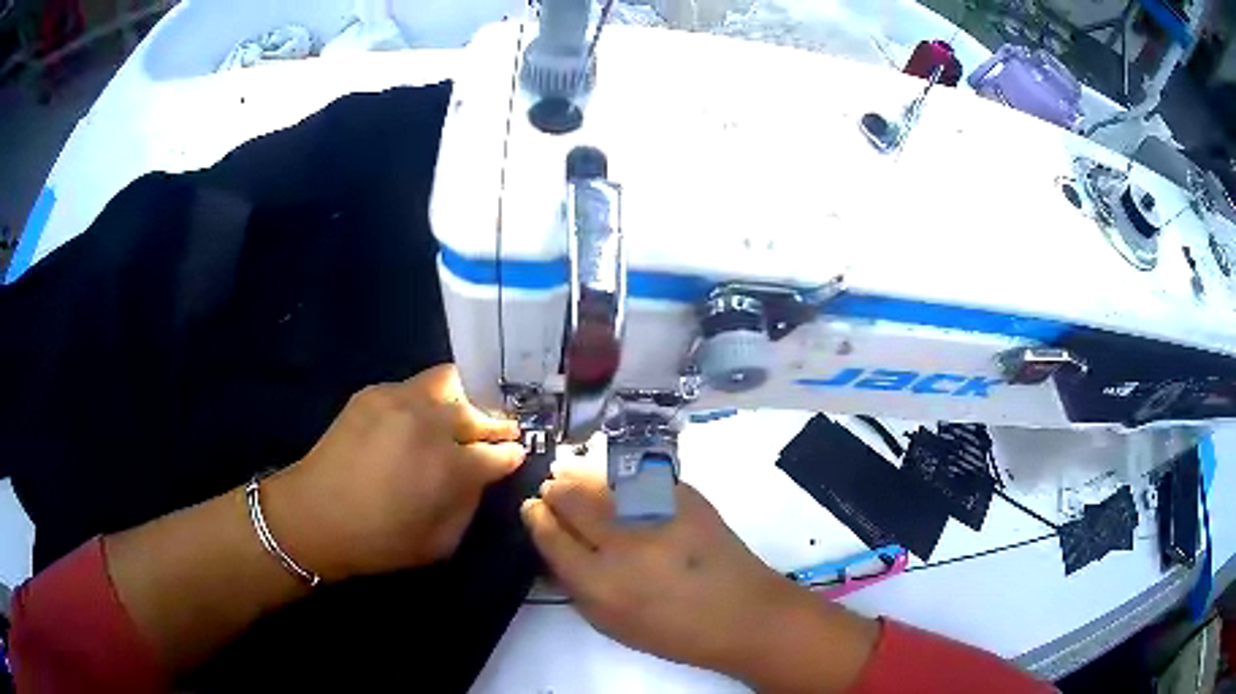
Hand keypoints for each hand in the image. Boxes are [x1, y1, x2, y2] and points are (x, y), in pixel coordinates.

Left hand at [266, 365, 524, 581]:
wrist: (315, 516)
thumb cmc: (380, 541)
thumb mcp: (441, 542)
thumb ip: (469, 504)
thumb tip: (481, 476)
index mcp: (450, 467)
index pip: (498, 452)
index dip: (510, 455)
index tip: (513, 455)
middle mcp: (430, 424)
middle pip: (478, 412)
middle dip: (494, 424)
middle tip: (496, 433)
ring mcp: (400, 401)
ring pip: (449, 382)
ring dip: (463, 400)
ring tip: (460, 416)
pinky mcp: (373, 393)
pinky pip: (414, 386)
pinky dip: (426, 400)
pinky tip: (418, 420)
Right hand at [521, 468, 877, 692]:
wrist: (744, 613)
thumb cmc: (674, 631)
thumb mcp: (611, 624)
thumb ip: (576, 585)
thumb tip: (552, 544)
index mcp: (600, 583)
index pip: (551, 535)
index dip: (537, 516)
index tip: (533, 507)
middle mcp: (624, 543)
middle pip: (572, 499)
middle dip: (556, 490)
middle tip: (553, 487)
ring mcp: (658, 514)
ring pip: (603, 480)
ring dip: (581, 476)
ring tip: (572, 473)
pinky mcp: (686, 497)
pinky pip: (639, 476)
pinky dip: (619, 477)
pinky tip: (614, 480)